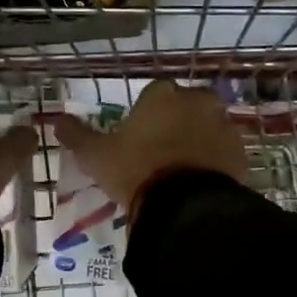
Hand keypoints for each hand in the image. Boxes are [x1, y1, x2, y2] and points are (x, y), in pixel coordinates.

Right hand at [54, 78, 249, 213]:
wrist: (185, 205)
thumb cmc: (135, 170)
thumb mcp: (95, 156)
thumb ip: (77, 135)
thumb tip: (56, 120)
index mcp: (161, 95)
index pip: (154, 92)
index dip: (146, 112)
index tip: (138, 134)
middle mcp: (195, 101)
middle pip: (185, 105)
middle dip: (176, 121)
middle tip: (161, 150)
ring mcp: (222, 125)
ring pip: (208, 126)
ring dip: (198, 139)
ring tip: (182, 168)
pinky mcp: (240, 152)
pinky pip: (225, 151)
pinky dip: (216, 160)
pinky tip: (201, 181)